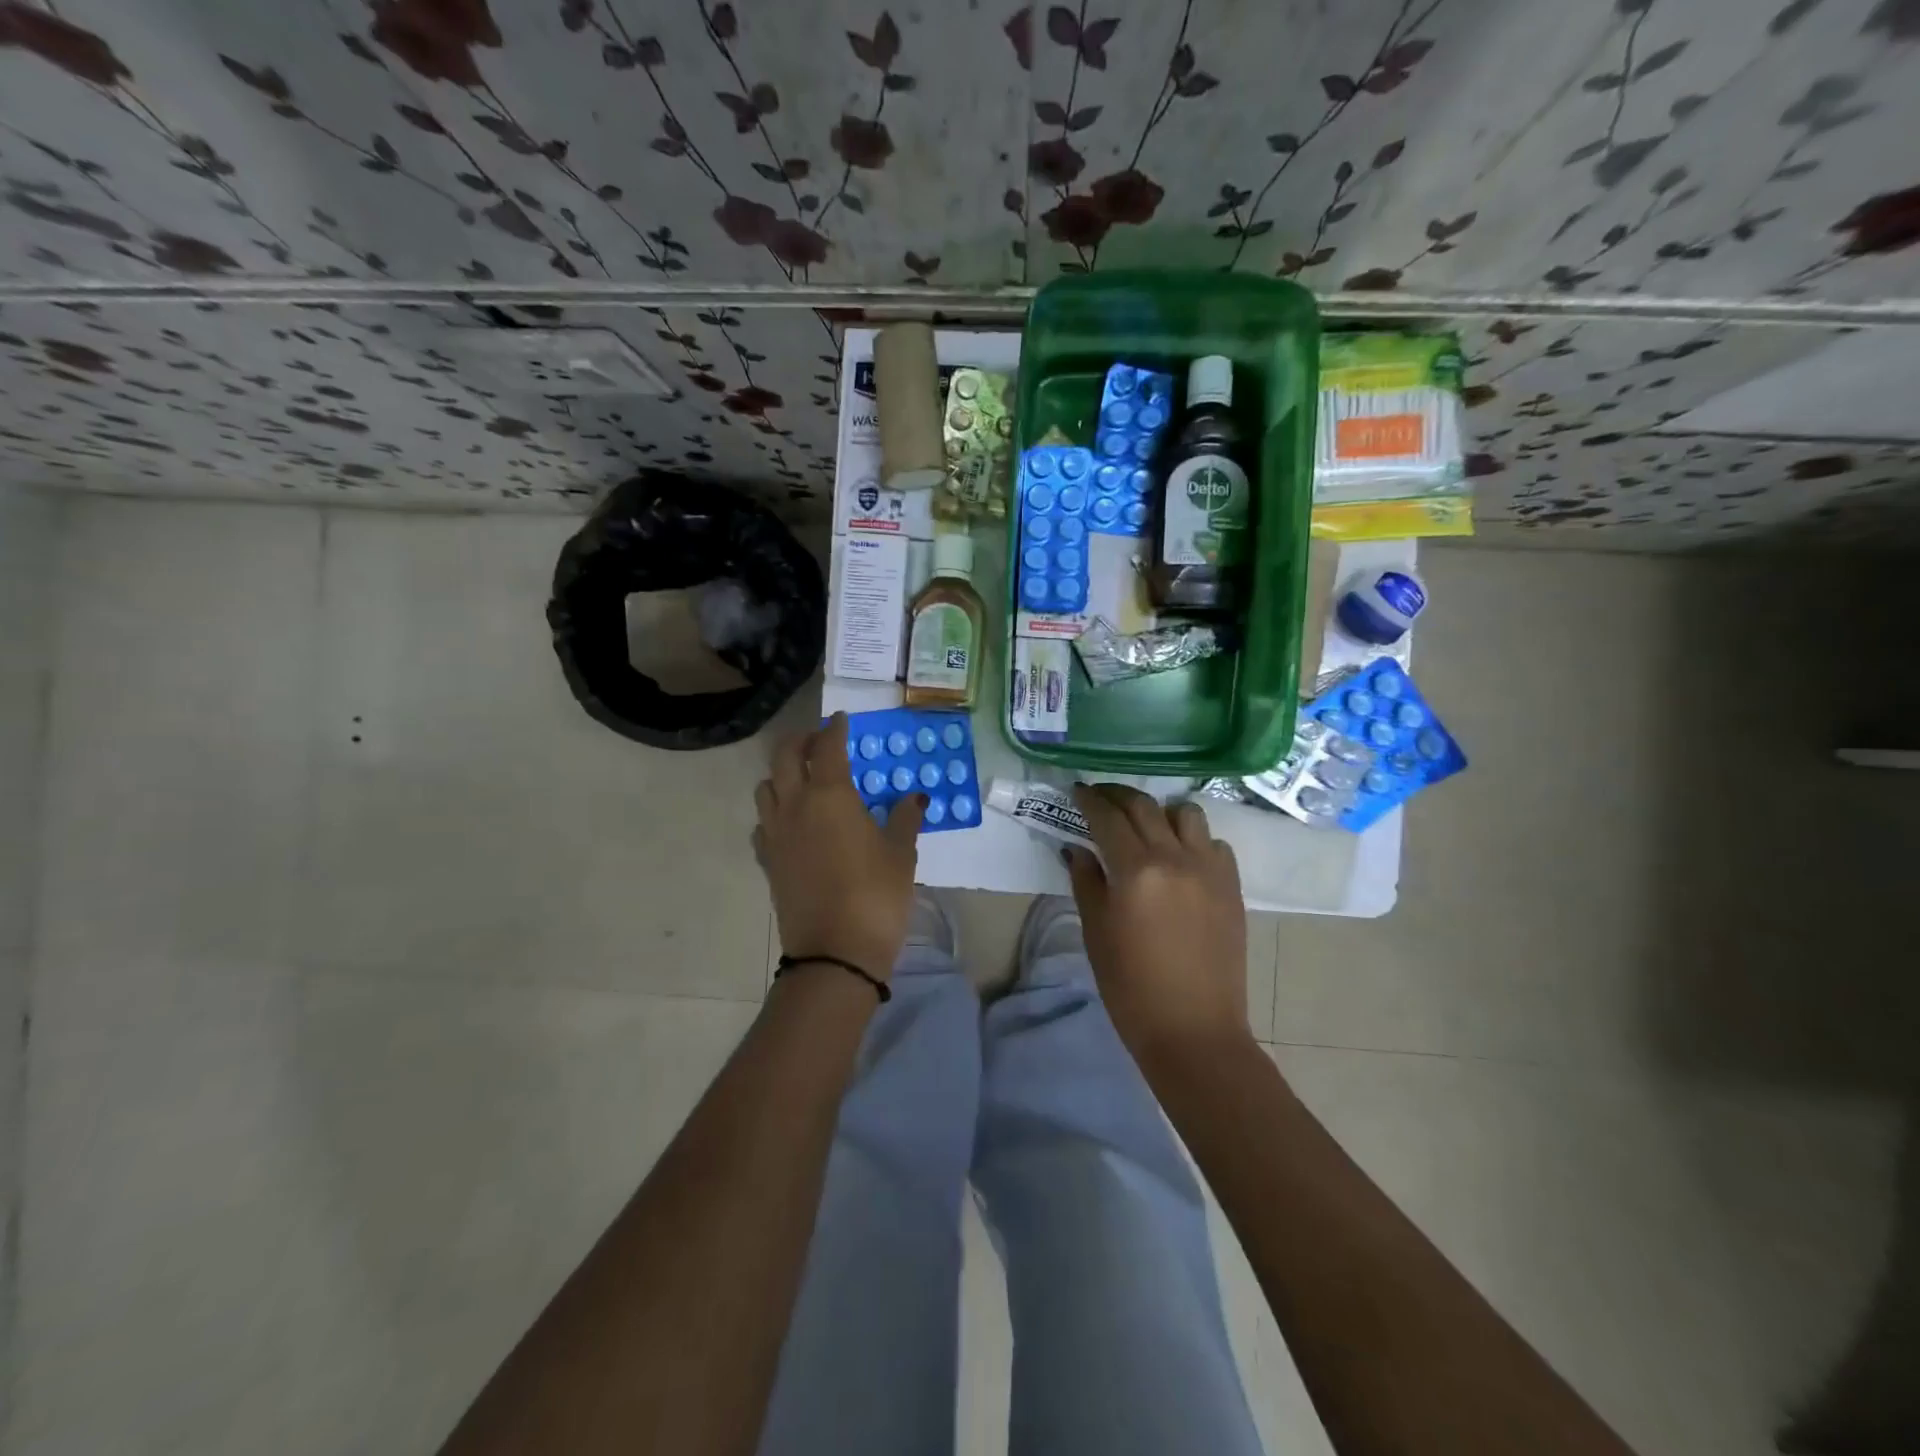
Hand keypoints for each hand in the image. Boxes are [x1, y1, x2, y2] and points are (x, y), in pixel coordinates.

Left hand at [754, 712, 923, 977]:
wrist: (834, 954)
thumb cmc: (876, 896)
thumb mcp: (901, 854)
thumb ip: (904, 819)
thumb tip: (914, 799)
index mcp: (830, 795)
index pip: (828, 748)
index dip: (835, 730)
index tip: (841, 721)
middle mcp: (795, 805)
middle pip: (785, 757)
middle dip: (801, 741)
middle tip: (819, 741)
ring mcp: (776, 834)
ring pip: (766, 787)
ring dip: (781, 774)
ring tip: (802, 780)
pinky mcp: (768, 861)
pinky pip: (763, 824)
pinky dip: (774, 812)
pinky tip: (791, 823)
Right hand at [1065, 784, 1250, 1065]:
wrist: (1193, 1030)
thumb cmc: (1131, 987)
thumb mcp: (1096, 932)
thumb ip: (1086, 881)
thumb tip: (1077, 849)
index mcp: (1136, 870)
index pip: (1108, 816)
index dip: (1089, 799)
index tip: (1077, 791)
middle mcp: (1176, 858)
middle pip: (1145, 806)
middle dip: (1118, 795)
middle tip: (1101, 797)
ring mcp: (1210, 870)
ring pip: (1188, 814)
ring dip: (1162, 812)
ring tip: (1147, 826)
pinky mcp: (1232, 887)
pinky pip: (1214, 844)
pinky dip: (1194, 840)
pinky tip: (1181, 859)